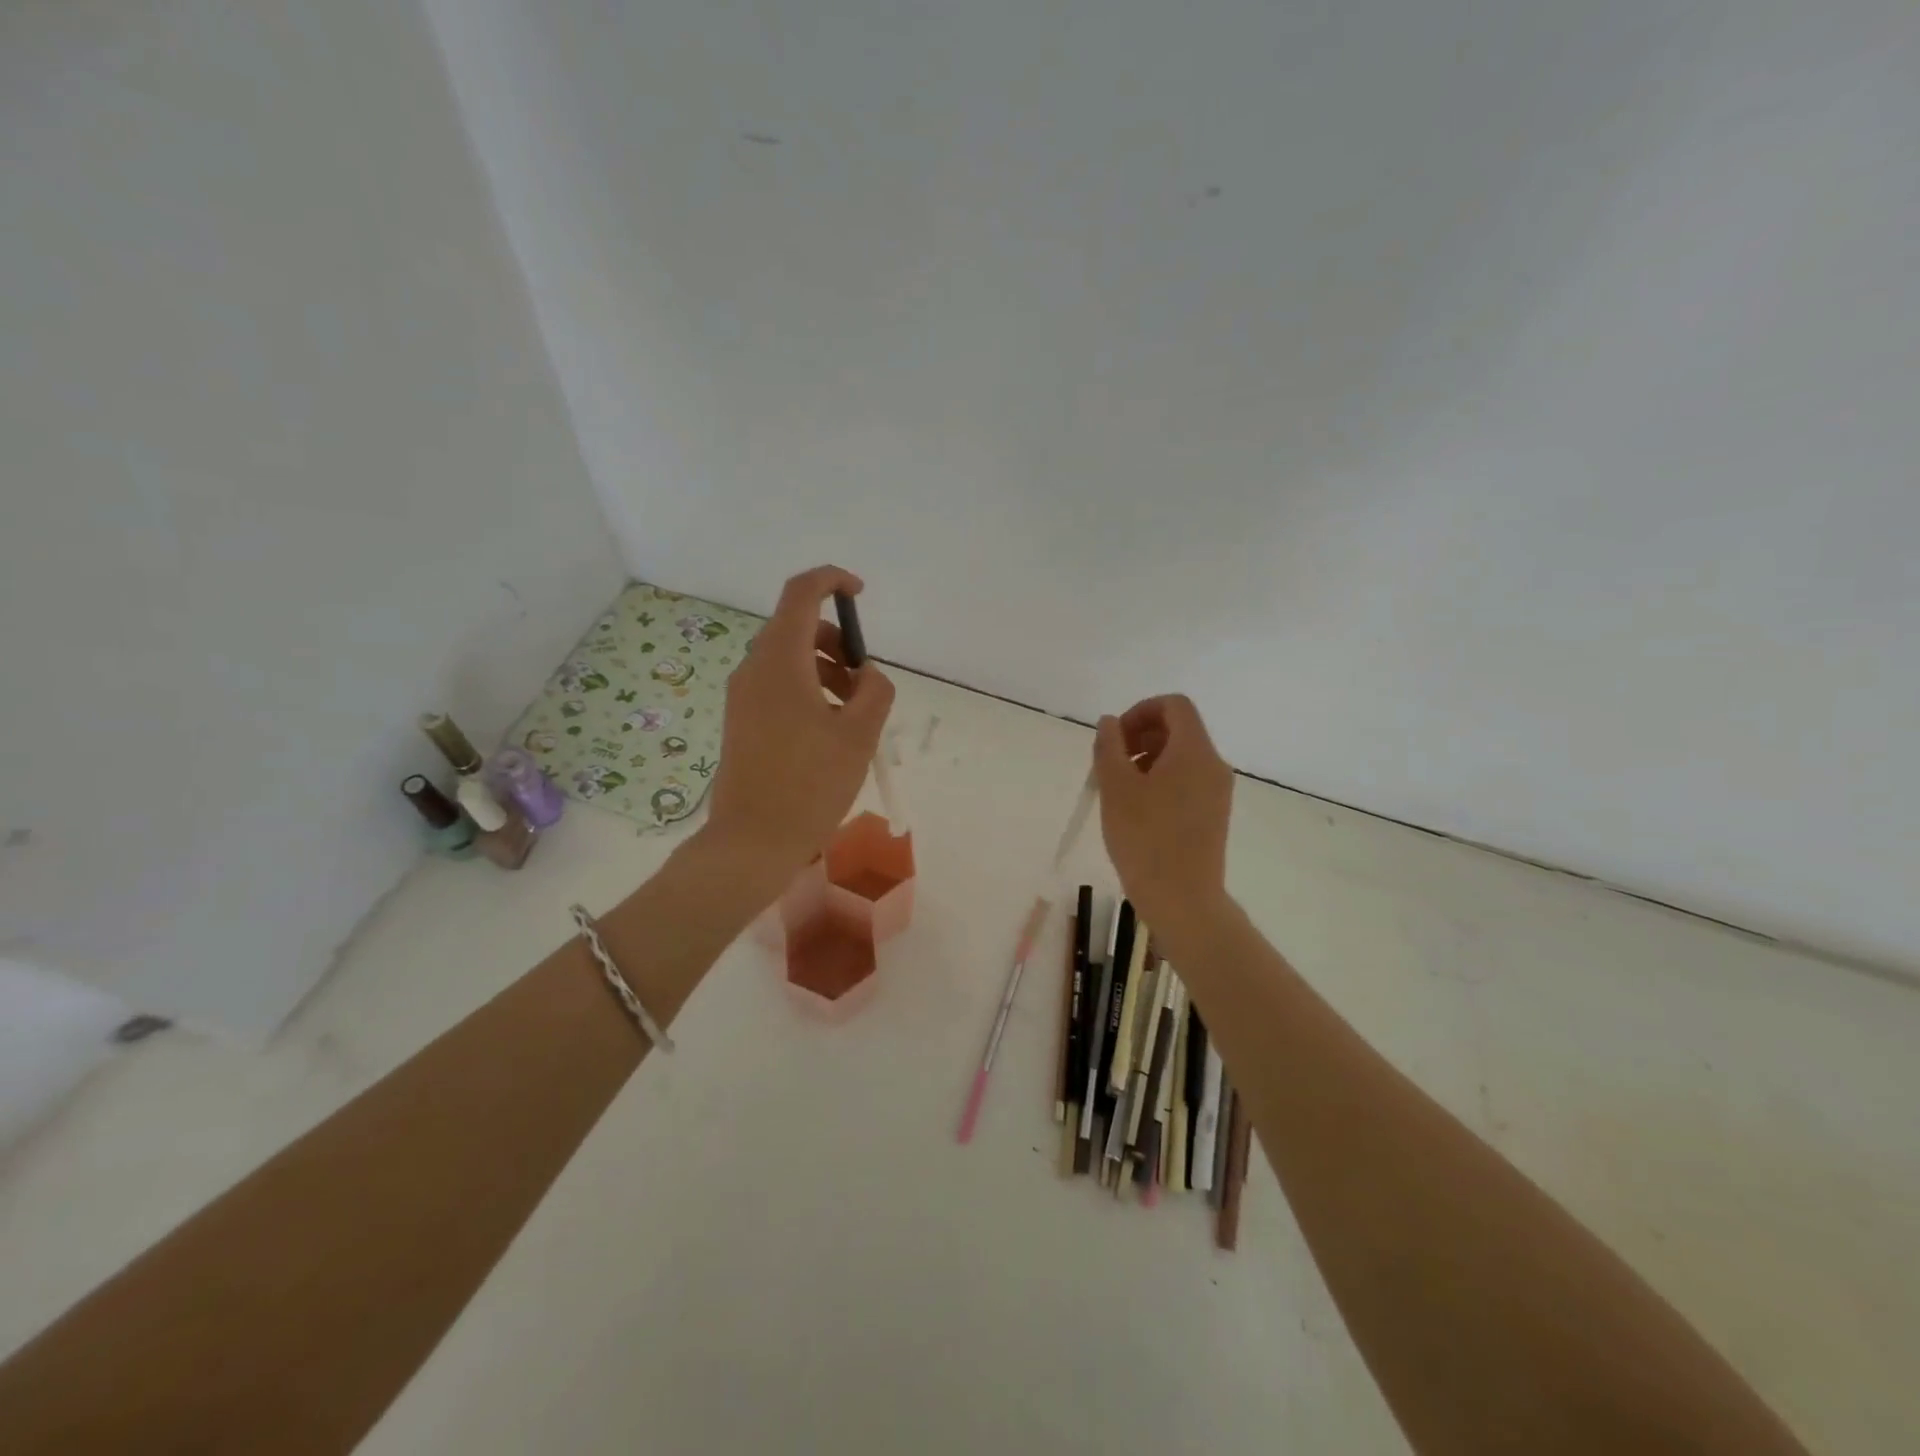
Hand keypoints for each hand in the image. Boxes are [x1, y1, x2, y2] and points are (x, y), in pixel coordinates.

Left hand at [704, 566, 895, 883]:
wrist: (752, 841)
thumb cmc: (810, 784)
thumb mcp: (859, 735)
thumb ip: (875, 691)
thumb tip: (866, 675)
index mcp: (780, 660)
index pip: (801, 592)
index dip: (832, 580)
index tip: (861, 595)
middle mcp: (754, 668)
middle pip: (798, 628)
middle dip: (838, 643)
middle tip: (865, 683)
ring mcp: (743, 696)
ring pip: (790, 660)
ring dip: (827, 671)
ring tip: (854, 716)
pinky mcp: (741, 721)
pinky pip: (778, 687)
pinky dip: (808, 692)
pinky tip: (829, 734)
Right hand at [1093, 694, 1234, 930]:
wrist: (1182, 900)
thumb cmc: (1145, 839)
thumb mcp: (1116, 788)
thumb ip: (1109, 746)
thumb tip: (1110, 722)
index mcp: (1195, 751)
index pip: (1174, 705)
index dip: (1140, 711)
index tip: (1115, 738)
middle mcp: (1213, 765)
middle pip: (1178, 729)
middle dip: (1140, 737)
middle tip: (1110, 765)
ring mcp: (1217, 792)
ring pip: (1181, 757)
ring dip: (1147, 760)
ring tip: (1118, 790)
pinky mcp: (1213, 815)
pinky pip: (1186, 781)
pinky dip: (1160, 781)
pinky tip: (1137, 810)